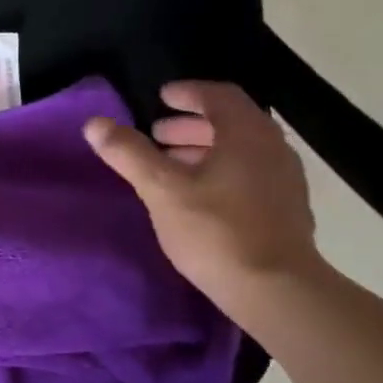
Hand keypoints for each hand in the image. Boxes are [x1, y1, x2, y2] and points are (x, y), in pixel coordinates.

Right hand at [84, 81, 318, 306]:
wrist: (275, 290)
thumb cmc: (215, 231)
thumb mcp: (162, 190)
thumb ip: (129, 154)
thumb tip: (95, 123)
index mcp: (247, 133)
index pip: (219, 95)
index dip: (188, 93)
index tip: (162, 97)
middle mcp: (273, 148)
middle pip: (231, 123)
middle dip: (192, 125)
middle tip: (158, 135)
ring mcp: (285, 180)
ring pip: (242, 151)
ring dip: (206, 150)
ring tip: (173, 166)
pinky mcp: (288, 210)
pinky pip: (251, 175)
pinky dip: (223, 173)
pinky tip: (202, 198)